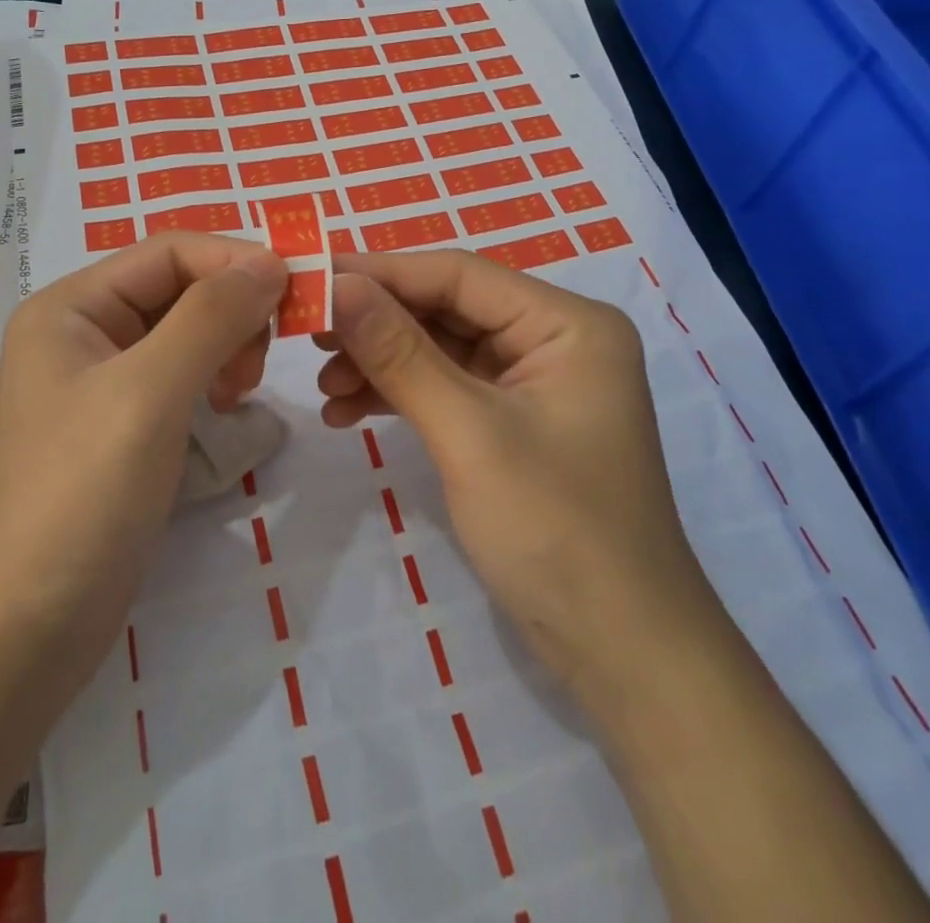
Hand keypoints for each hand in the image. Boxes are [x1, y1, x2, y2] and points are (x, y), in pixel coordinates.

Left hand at [0, 234, 287, 741]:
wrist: (28, 628)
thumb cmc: (82, 494)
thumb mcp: (150, 392)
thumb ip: (211, 316)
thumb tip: (271, 261)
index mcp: (71, 306)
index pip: (169, 252)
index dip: (235, 260)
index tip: (298, 290)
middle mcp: (83, 330)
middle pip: (178, 287)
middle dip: (231, 309)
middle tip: (264, 358)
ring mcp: (102, 379)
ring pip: (185, 330)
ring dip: (227, 343)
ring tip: (242, 390)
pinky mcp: (123, 422)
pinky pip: (181, 373)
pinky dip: (213, 378)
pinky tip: (227, 407)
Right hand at [315, 250, 713, 692]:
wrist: (622, 655)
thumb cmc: (556, 532)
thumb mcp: (469, 434)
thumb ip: (399, 353)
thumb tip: (337, 286)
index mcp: (566, 323)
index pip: (458, 275)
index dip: (380, 272)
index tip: (311, 277)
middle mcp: (553, 339)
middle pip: (447, 308)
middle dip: (376, 322)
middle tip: (307, 333)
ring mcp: (533, 383)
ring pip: (440, 348)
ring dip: (380, 362)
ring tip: (323, 383)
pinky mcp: (513, 422)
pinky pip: (446, 388)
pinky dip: (398, 395)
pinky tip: (346, 411)